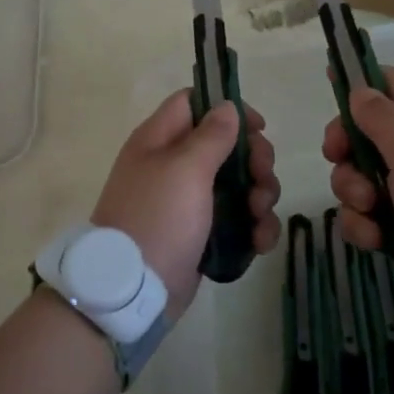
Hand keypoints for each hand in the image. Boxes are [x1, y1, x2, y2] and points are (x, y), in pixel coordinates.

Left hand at [92, 91, 280, 317]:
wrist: (131, 291)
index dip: (229, 109)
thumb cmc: (157, 217)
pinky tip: (260, 241)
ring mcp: (187, 201)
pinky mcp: (201, 234)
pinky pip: (237, 219)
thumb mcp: (185, 169)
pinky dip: (253, 227)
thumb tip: (227, 107)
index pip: (194, 102)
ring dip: (260, 195)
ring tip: (260, 216)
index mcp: (160, 139)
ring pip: (238, 183)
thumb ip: (211, 135)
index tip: (258, 128)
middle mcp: (173, 164)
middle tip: (262, 179)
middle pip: (226, 144)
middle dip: (254, 160)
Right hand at [323, 67, 393, 300]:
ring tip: (367, 208)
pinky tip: (374, 237)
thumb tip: (360, 92)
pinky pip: (374, 211)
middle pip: (372, 131)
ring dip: (354, 190)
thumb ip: (380, 115)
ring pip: (366, 174)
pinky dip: (367, 223)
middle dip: (349, 149)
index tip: (329, 87)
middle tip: (337, 160)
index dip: (361, 85)